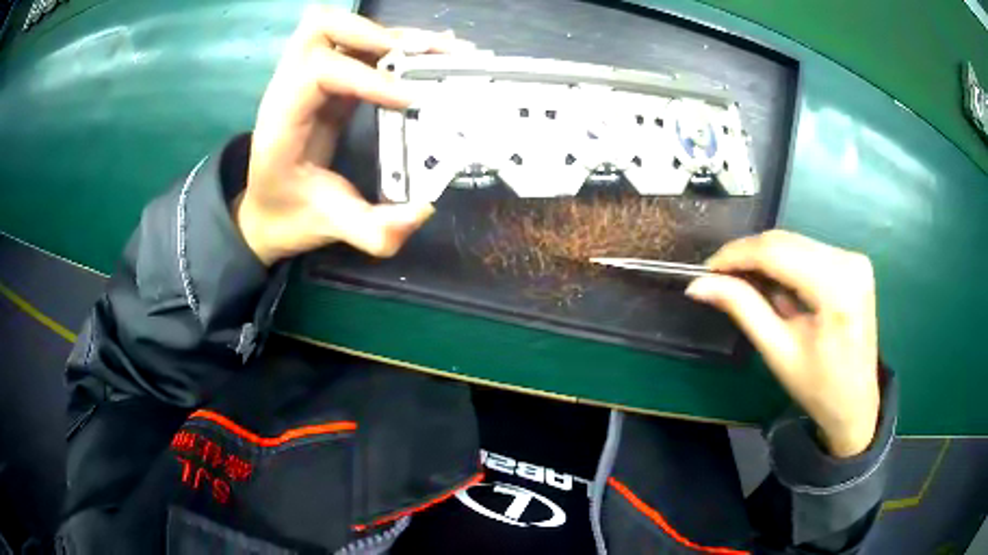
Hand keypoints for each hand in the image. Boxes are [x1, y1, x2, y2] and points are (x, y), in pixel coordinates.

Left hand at [235, 8, 474, 264]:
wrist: (266, 213)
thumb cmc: (289, 216)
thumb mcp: (330, 227)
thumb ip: (374, 230)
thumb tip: (424, 210)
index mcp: (282, 121)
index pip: (318, 71)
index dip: (367, 78)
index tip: (411, 101)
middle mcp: (290, 89)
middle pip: (320, 28)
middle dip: (374, 35)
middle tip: (420, 56)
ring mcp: (308, 80)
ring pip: (340, 28)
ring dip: (387, 33)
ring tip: (434, 49)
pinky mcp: (328, 82)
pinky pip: (357, 47)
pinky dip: (392, 45)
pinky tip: (426, 54)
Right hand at [685, 231, 879, 457]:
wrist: (856, 404)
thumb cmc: (818, 388)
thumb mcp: (778, 351)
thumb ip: (743, 309)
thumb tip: (700, 285)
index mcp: (836, 287)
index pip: (777, 252)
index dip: (737, 254)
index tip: (707, 268)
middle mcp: (849, 261)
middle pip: (787, 242)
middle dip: (749, 255)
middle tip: (720, 277)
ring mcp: (854, 259)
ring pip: (796, 243)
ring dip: (766, 259)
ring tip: (744, 284)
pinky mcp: (854, 263)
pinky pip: (809, 251)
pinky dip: (786, 263)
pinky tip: (774, 285)